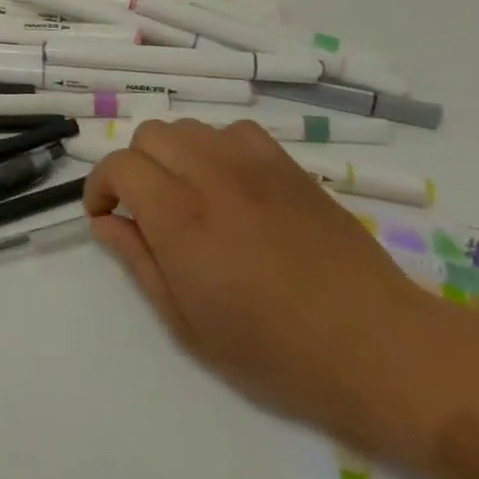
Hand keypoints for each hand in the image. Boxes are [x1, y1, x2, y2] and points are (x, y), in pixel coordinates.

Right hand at [84, 119, 430, 444]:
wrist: (378, 348)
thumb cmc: (275, 351)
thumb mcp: (187, 323)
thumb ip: (138, 262)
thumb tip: (105, 222)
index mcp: (179, 217)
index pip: (119, 166)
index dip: (100, 186)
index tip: (104, 215)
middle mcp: (211, 176)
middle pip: (149, 135)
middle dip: (134, 166)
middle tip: (145, 208)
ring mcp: (254, 165)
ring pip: (189, 128)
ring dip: (173, 154)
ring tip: (187, 194)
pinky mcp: (290, 167)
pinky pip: (235, 132)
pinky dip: (217, 148)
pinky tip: (230, 184)